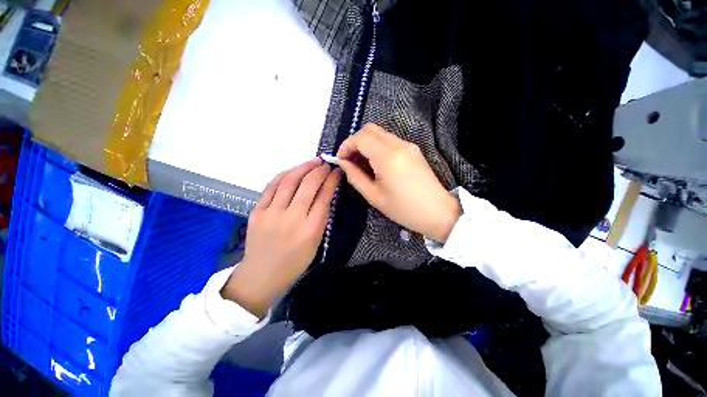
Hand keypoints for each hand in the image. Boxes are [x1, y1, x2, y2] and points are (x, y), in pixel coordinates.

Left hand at [221, 159, 341, 317]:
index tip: (337, 172)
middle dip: (320, 170)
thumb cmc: (295, 262)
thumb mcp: (316, 242)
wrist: (262, 275)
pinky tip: (293, 170)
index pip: (324, 196)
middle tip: (326, 164)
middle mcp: (292, 218)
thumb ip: (321, 216)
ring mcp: (272, 213)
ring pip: (289, 180)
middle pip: (308, 184)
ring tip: (313, 161)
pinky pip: (272, 186)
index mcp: (311, 229)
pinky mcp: (257, 211)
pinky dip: (285, 174)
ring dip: (303, 167)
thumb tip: (325, 192)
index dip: (332, 180)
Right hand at [337, 123, 460, 243]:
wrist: (437, 212)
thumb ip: (355, 177)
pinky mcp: (413, 149)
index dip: (346, 146)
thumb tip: (344, 163)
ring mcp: (408, 145)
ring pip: (380, 134)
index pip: (360, 138)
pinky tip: (377, 164)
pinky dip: (378, 147)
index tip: (341, 160)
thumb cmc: (403, 209)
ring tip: (362, 165)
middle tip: (351, 161)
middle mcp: (398, 145)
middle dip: (355, 142)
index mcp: (387, 157)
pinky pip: (390, 141)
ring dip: (367, 144)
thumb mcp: (374, 196)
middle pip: (370, 130)